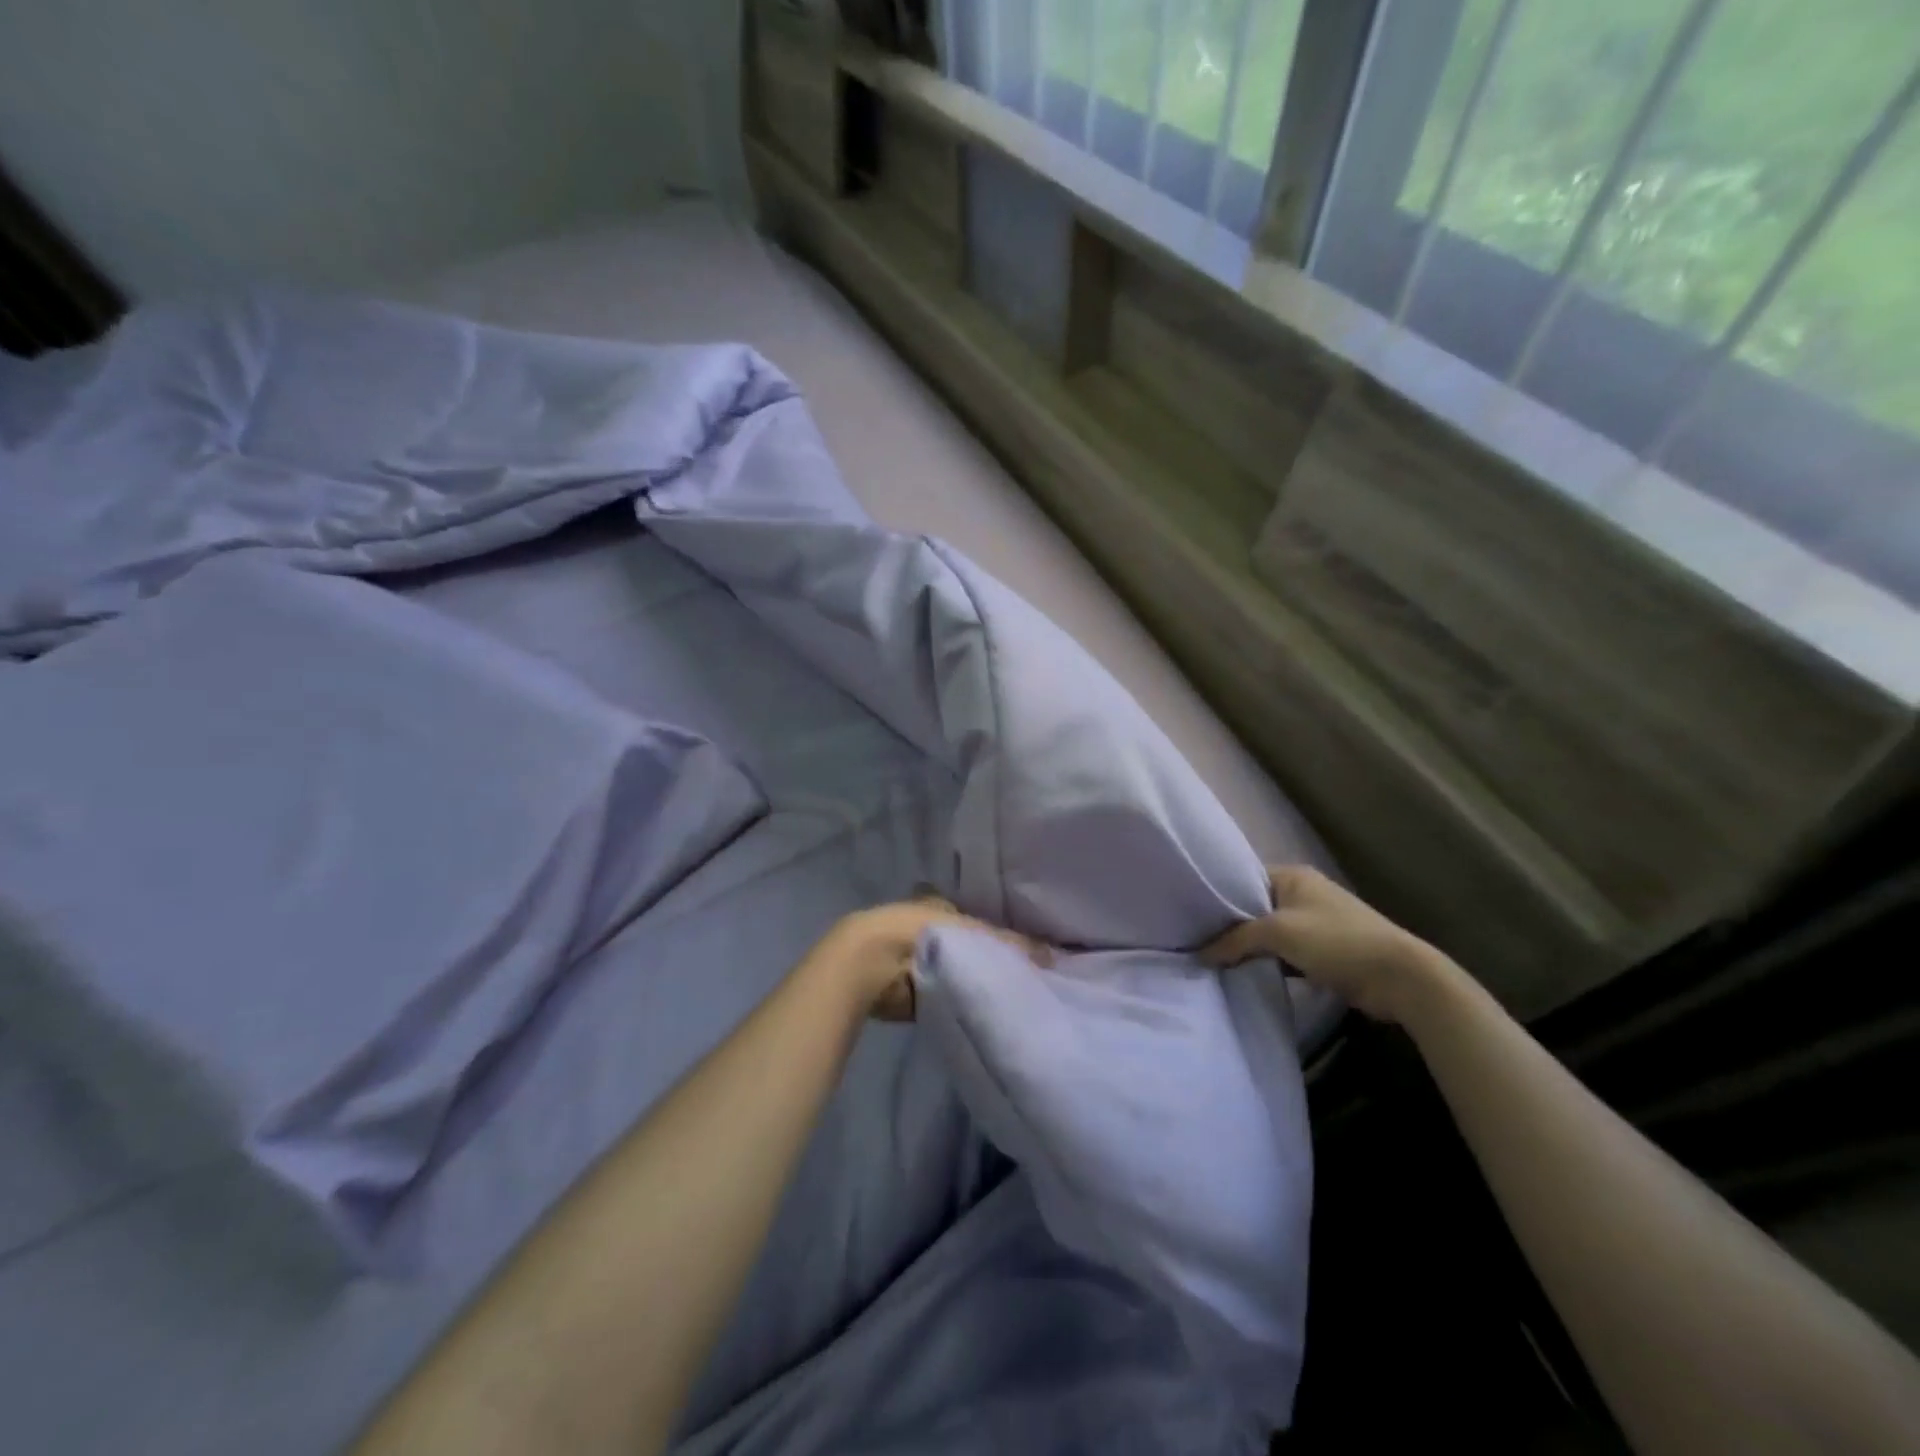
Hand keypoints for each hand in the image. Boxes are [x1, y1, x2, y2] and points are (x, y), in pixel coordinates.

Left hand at [820, 894, 1051, 1021]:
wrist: (873, 963)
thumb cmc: (923, 933)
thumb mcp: (975, 934)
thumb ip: (1012, 945)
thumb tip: (1053, 954)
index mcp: (942, 905)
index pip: (978, 919)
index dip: (999, 936)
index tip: (1025, 956)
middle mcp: (929, 926)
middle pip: (967, 946)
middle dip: (986, 960)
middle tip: (1020, 981)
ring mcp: (915, 956)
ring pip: (955, 970)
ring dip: (970, 981)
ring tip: (1006, 999)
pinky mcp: (908, 987)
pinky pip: (942, 993)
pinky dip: (955, 1000)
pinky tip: (979, 1011)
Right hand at [1201, 865, 1443, 1024]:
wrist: (1399, 977)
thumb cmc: (1336, 941)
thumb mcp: (1279, 933)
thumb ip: (1236, 939)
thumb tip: (1200, 954)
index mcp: (1292, 876)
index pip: (1243, 880)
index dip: (1218, 898)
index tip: (1191, 918)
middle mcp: (1303, 893)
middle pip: (1254, 908)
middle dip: (1231, 926)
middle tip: (1197, 942)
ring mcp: (1315, 923)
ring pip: (1269, 933)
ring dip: (1250, 948)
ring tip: (1214, 961)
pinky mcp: (1324, 951)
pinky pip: (1285, 953)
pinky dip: (1268, 962)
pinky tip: (1245, 974)